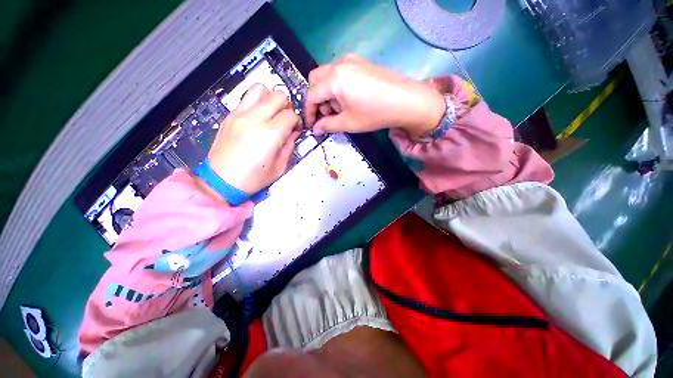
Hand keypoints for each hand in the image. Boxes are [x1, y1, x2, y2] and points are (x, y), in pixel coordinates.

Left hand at [205, 84, 300, 195]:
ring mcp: (239, 114)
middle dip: (287, 107)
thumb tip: (294, 131)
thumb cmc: (252, 178)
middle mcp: (254, 119)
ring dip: (271, 99)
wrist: (220, 181)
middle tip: (285, 121)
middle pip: (278, 96)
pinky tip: (258, 119)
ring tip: (271, 114)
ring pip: (260, 89)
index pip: (290, 115)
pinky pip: (247, 98)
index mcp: (269, 135)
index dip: (297, 122)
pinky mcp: (230, 115)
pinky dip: (257, 103)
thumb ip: (289, 145)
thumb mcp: (279, 167)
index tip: (295, 129)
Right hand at [305, 55, 445, 137]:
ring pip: (327, 76)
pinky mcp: (360, 63)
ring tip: (342, 109)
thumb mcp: (348, 123)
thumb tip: (315, 129)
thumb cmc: (375, 114)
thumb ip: (328, 125)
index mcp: (334, 78)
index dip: (309, 112)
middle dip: (318, 100)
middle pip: (316, 81)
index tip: (312, 125)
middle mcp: (339, 64)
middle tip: (329, 115)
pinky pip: (340, 73)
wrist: (406, 101)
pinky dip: (338, 87)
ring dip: (328, 94)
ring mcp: (351, 61)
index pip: (312, 95)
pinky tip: (350, 99)